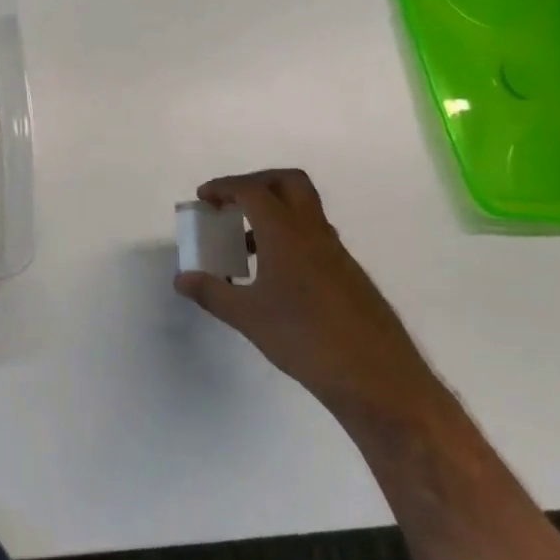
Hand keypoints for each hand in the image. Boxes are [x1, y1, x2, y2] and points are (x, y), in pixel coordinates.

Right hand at [173, 169, 443, 424]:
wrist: (377, 377)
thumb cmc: (305, 339)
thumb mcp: (248, 317)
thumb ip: (212, 293)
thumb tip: (182, 279)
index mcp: (287, 233)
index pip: (253, 191)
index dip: (224, 187)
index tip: (203, 198)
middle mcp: (314, 233)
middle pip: (288, 182)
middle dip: (256, 183)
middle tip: (232, 203)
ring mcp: (336, 253)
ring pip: (304, 210)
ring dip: (273, 212)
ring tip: (245, 245)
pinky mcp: (349, 274)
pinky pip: (314, 237)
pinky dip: (289, 238)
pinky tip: (275, 276)